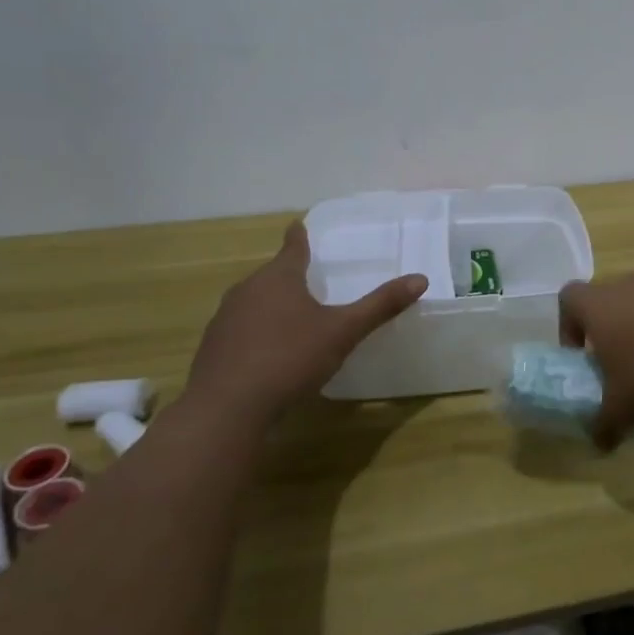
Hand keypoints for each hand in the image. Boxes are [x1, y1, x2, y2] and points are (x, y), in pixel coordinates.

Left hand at [186, 222, 426, 413]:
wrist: (226, 409)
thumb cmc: (290, 358)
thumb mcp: (343, 331)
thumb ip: (380, 306)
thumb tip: (420, 279)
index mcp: (279, 278)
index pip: (292, 248)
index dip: (298, 237)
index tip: (297, 225)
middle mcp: (247, 290)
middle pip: (272, 275)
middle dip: (289, 276)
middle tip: (309, 279)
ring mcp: (225, 320)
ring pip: (254, 302)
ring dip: (271, 306)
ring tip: (292, 317)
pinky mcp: (213, 349)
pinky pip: (241, 330)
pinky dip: (256, 333)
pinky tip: (269, 354)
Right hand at [558, 275, 633, 448]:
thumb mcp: (623, 410)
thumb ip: (604, 425)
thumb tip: (600, 442)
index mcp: (599, 306)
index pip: (569, 298)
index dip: (569, 326)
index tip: (583, 356)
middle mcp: (628, 284)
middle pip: (609, 299)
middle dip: (611, 330)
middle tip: (622, 365)